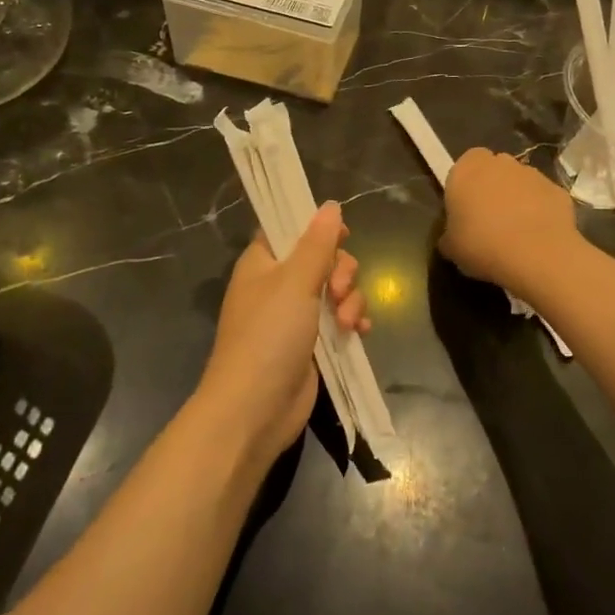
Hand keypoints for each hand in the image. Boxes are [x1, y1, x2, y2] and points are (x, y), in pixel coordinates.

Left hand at [198, 202, 368, 463]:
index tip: (342, 233)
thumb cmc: (268, 336)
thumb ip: (317, 243)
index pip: (288, 228)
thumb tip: (330, 205)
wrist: (255, 409)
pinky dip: (353, 321)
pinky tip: (360, 332)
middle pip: (322, 258)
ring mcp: (296, 315)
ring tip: (346, 322)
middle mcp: (278, 285)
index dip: (316, 226)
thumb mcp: (295, 282)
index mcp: (263, 263)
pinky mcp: (312, 343)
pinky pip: (341, 318)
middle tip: (339, 289)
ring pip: (336, 289)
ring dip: (350, 299)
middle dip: (342, 270)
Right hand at [440, 148, 578, 295]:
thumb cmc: (482, 245)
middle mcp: (500, 162)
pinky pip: (543, 199)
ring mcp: (532, 173)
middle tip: (489, 221)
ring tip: (516, 234)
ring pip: (520, 183)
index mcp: (467, 169)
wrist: (536, 255)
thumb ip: (449, 235)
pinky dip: (541, 212)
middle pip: (494, 170)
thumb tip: (452, 238)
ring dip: (518, 200)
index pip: (464, 165)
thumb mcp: (451, 248)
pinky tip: (537, 238)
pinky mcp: (558, 189)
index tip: (466, 210)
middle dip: (492, 189)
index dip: (466, 186)